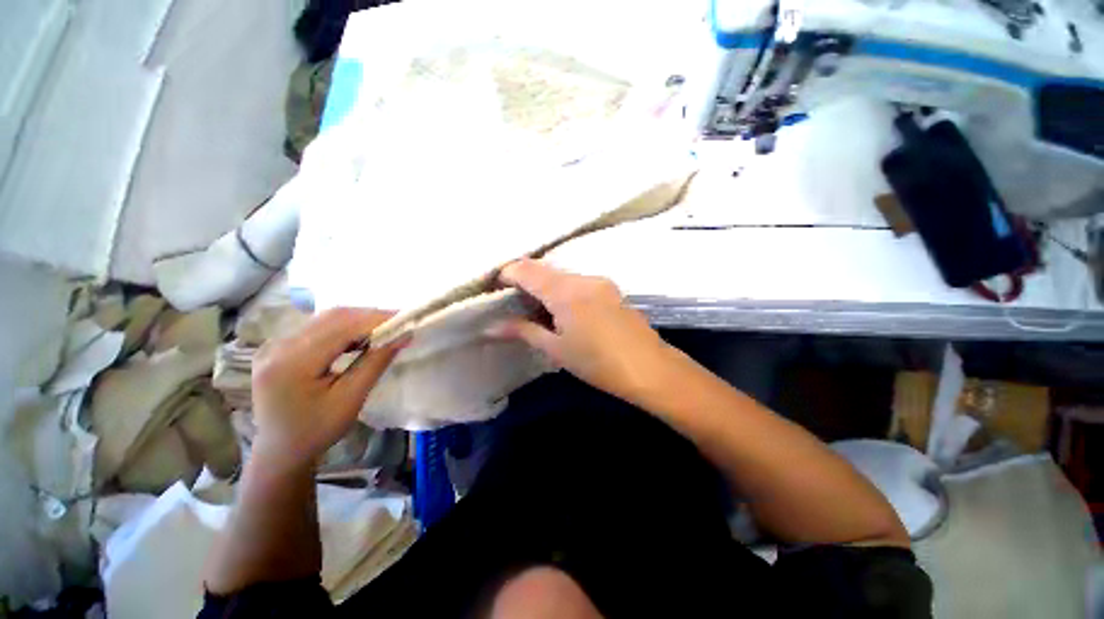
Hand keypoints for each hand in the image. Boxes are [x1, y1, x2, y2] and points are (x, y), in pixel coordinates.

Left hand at [251, 308, 403, 471]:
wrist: (279, 451)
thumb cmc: (317, 431)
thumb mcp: (351, 399)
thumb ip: (376, 362)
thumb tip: (403, 334)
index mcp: (292, 363)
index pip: (342, 327)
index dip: (377, 319)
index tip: (406, 320)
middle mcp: (278, 346)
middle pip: (332, 317)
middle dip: (370, 317)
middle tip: (399, 323)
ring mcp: (274, 345)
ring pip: (325, 319)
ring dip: (358, 320)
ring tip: (384, 330)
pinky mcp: (278, 347)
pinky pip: (317, 327)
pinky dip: (344, 327)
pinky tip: (359, 338)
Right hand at [495, 259, 676, 403]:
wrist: (650, 369)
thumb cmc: (597, 362)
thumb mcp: (556, 349)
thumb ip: (523, 331)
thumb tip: (491, 327)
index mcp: (565, 291)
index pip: (526, 269)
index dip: (506, 274)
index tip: (494, 289)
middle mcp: (582, 278)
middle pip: (544, 269)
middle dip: (525, 281)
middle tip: (513, 303)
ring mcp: (600, 282)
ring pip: (562, 276)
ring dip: (545, 286)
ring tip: (537, 311)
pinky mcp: (611, 289)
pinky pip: (578, 283)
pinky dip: (563, 291)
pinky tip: (564, 312)